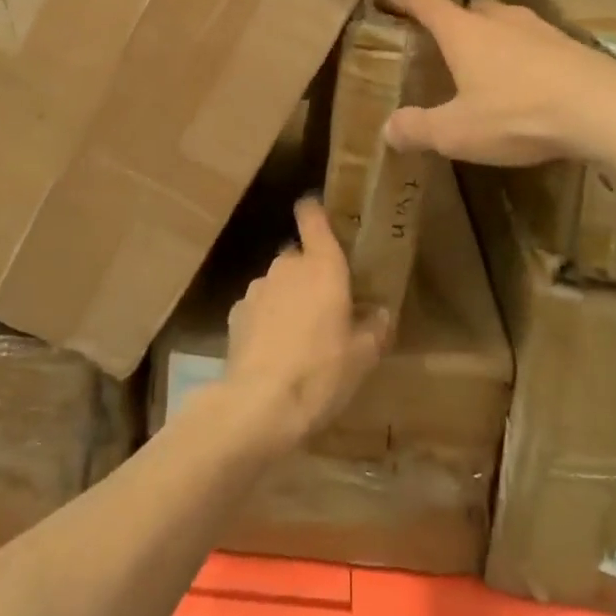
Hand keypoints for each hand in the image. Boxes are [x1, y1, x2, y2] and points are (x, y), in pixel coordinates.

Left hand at [219, 199, 388, 451]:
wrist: (259, 404)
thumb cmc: (321, 372)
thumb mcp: (363, 356)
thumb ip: (374, 328)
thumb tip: (380, 313)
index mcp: (322, 266)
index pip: (313, 217)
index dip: (315, 211)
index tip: (320, 213)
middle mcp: (286, 266)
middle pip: (298, 256)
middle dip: (310, 272)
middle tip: (326, 304)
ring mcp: (256, 288)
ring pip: (277, 282)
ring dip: (287, 297)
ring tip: (299, 333)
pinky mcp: (235, 314)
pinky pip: (258, 306)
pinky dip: (266, 318)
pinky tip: (274, 349)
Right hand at [381, 0, 615, 165]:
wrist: (604, 109)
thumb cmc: (518, 113)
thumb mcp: (457, 132)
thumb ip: (418, 129)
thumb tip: (387, 129)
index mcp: (464, 32)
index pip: (426, 2)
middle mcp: (500, 20)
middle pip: (471, 8)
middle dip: (454, 20)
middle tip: (443, 41)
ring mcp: (540, 29)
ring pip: (507, 22)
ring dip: (493, 36)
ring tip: (487, 62)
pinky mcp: (571, 46)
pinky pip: (536, 43)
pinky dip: (524, 55)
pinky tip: (529, 81)